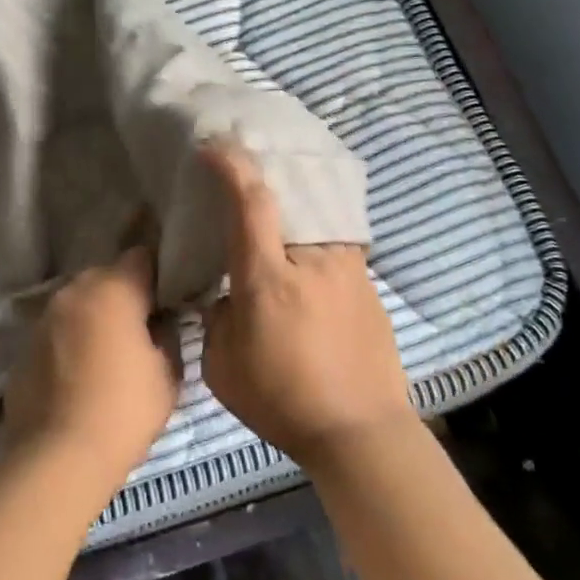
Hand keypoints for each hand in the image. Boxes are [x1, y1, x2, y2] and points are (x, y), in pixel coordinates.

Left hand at [2, 246, 179, 504]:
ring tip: (109, 353)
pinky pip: (56, 332)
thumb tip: (162, 323)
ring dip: (94, 317)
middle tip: (142, 327)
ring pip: (78, 304)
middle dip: (124, 295)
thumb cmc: (124, 411)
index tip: (169, 298)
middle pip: (106, 277)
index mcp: (113, 290)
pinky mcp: (23, 347)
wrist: (58, 458)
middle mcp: (73, 292)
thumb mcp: (168, 374)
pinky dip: (70, 342)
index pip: (142, 257)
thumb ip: (168, 336)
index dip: (159, 274)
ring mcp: (43, 318)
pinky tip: (80, 375)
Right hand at [200, 143, 415, 469]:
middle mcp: (313, 259)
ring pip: (316, 216)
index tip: (212, 146)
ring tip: (276, 201)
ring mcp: (348, 269)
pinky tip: (305, 252)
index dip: (230, 165)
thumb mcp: (223, 367)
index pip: (250, 201)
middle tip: (244, 163)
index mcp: (268, 277)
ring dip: (294, 202)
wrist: (361, 432)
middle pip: (292, 195)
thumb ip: (216, 319)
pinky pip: (334, 242)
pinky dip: (314, 233)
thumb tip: (225, 296)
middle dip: (265, 172)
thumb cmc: (283, 401)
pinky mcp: (367, 284)